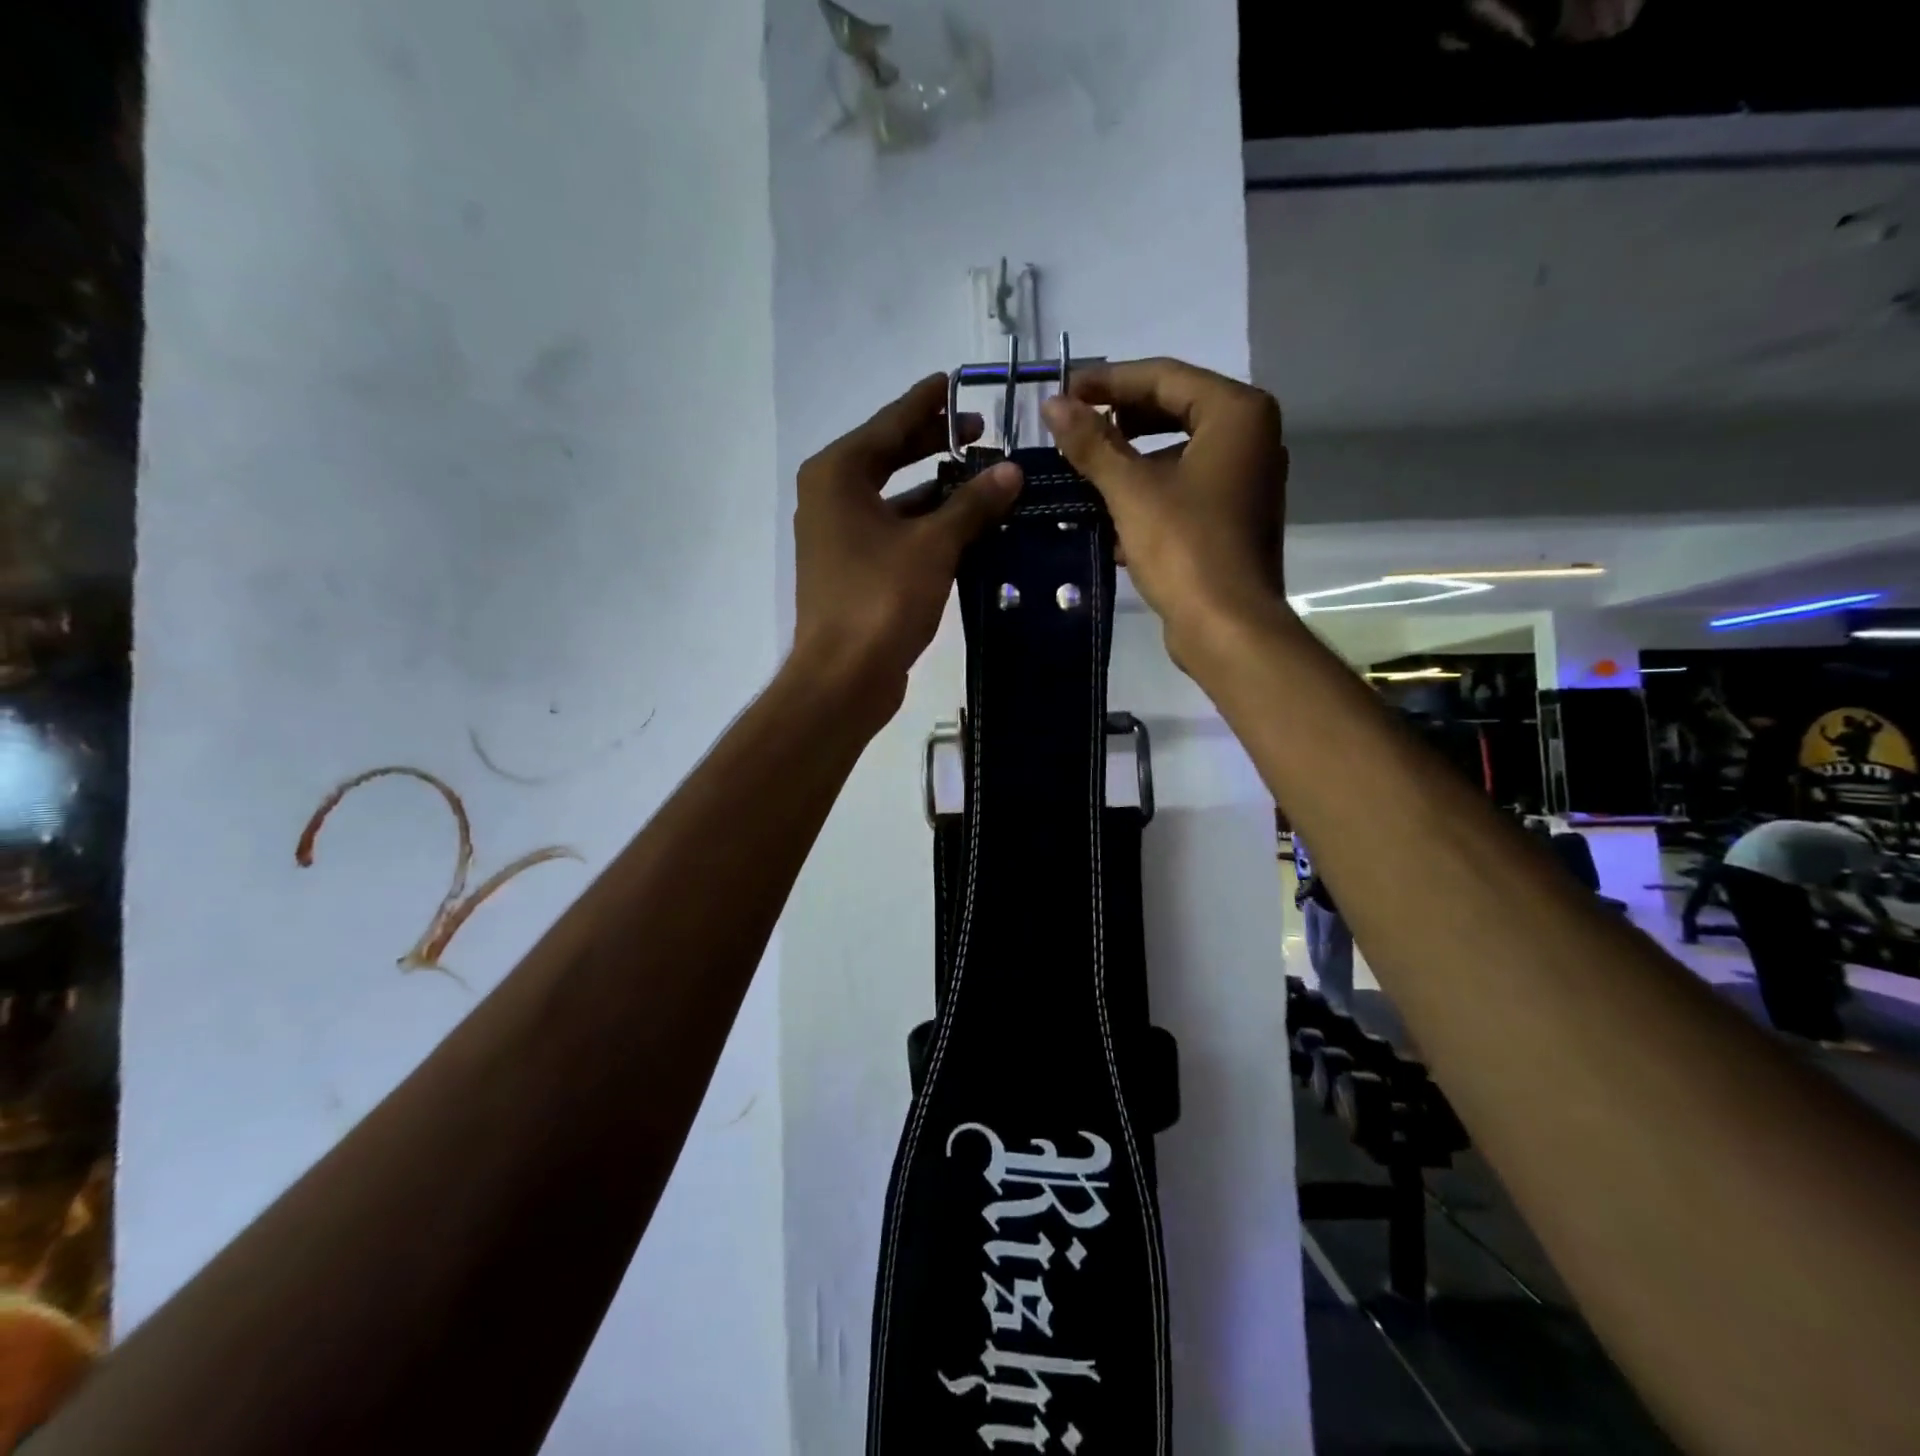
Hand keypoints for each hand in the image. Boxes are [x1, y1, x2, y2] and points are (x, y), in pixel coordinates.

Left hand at [791, 373, 1022, 726]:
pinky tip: (965, 527)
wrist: (843, 676)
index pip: (891, 423)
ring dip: (937, 490)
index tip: (959, 381)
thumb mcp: (933, 545)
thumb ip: (972, 504)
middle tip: (981, 431)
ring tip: (985, 479)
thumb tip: (1011, 470)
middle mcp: (831, 496)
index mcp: (839, 473)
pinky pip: (894, 530)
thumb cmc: (881, 599)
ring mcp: (838, 535)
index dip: (929, 403)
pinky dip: (926, 524)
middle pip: (890, 455)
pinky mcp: (852, 568)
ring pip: (894, 497)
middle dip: (935, 443)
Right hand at [1040, 358, 1287, 655]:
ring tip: (1084, 469)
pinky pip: (1184, 487)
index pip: (1164, 377)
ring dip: (1130, 459)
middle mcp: (1251, 437)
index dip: (1108, 381)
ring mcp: (1245, 479)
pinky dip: (1149, 491)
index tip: (1064, 391)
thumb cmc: (1184, 548)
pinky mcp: (1233, 516)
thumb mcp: (1130, 490)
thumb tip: (1053, 405)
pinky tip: (1110, 512)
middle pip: (1173, 410)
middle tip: (1073, 427)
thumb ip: (1092, 443)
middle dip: (1120, 419)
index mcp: (1237, 414)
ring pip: (1176, 452)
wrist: (1227, 627)